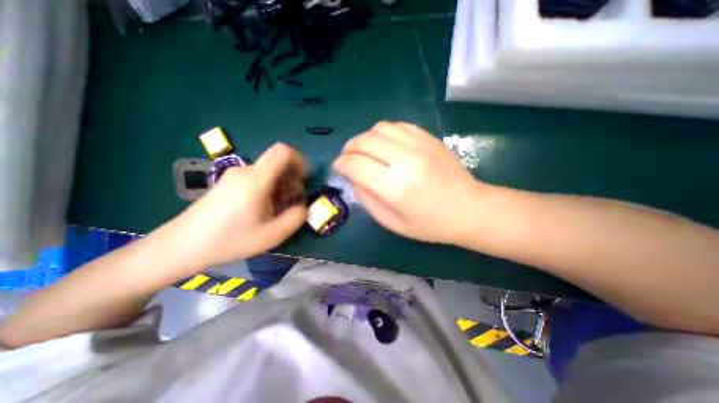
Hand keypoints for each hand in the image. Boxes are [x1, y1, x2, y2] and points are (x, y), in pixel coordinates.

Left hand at [170, 142, 307, 266]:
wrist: (183, 245)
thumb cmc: (230, 240)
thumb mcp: (273, 235)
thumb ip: (296, 218)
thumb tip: (303, 206)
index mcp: (256, 180)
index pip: (282, 151)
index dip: (299, 160)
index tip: (303, 179)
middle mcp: (245, 171)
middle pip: (277, 164)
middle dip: (292, 180)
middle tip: (292, 202)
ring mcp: (234, 175)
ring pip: (268, 172)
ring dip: (281, 187)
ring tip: (278, 209)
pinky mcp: (228, 182)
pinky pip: (257, 178)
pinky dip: (268, 189)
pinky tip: (264, 208)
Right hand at [337, 121, 481, 243]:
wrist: (469, 209)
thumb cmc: (430, 224)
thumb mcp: (392, 222)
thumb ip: (367, 199)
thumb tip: (353, 177)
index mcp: (395, 187)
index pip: (355, 165)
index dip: (340, 164)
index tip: (337, 168)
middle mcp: (406, 160)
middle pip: (364, 141)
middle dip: (348, 149)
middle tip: (347, 158)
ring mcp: (419, 145)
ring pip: (379, 128)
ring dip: (365, 138)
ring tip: (365, 151)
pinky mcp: (429, 138)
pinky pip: (397, 126)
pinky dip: (383, 133)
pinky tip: (385, 145)